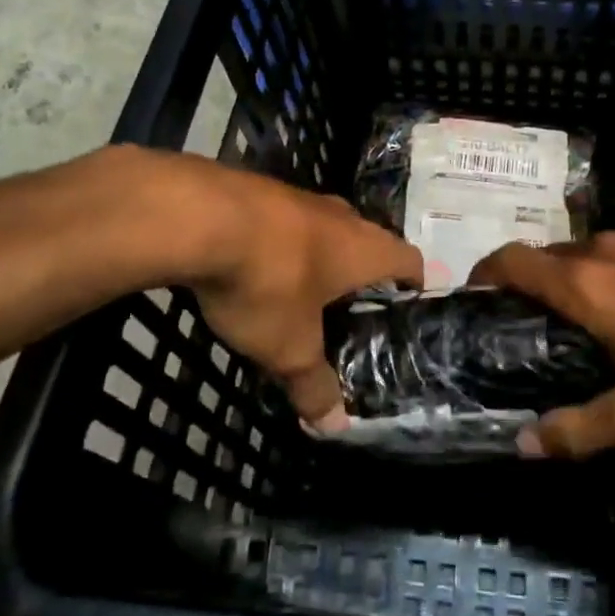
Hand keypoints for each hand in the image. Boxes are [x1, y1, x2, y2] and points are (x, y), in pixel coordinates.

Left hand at [168, 155, 420, 424]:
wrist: (203, 216)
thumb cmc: (268, 283)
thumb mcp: (289, 347)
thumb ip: (313, 384)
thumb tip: (334, 425)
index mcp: (364, 249)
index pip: (408, 258)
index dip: (412, 281)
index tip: (406, 302)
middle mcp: (341, 217)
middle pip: (368, 239)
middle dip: (363, 269)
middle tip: (351, 305)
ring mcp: (300, 197)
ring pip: (325, 226)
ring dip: (320, 253)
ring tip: (304, 288)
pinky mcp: (261, 190)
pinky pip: (285, 220)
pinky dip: (282, 242)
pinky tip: (259, 264)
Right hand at [469, 232, 614, 456]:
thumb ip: (581, 430)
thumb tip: (525, 444)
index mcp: (586, 284)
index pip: (512, 261)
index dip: (483, 274)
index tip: (473, 301)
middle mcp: (606, 248)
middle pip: (546, 258)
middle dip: (528, 288)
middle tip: (528, 334)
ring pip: (586, 254)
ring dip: (572, 283)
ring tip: (583, 330)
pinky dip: (609, 277)